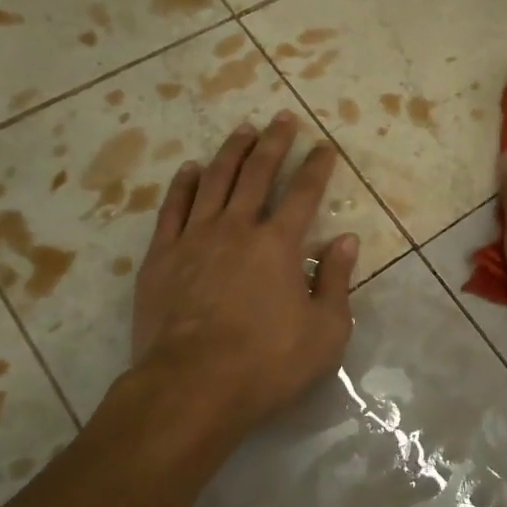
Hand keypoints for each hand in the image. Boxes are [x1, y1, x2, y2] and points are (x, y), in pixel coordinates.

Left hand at [126, 112, 358, 441]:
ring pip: (214, 181)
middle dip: (274, 143)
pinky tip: (192, 168)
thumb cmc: (267, 363)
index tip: (324, 146)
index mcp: (279, 245)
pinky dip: (184, 184)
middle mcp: (237, 229)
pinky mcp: (161, 256)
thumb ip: (337, 281)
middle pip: (257, 173)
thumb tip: (345, 239)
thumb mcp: (325, 331)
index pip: (303, 193)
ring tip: (243, 130)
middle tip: (282, 118)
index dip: (316, 167)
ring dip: (232, 152)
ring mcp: (195, 238)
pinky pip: (173, 208)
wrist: (191, 388)